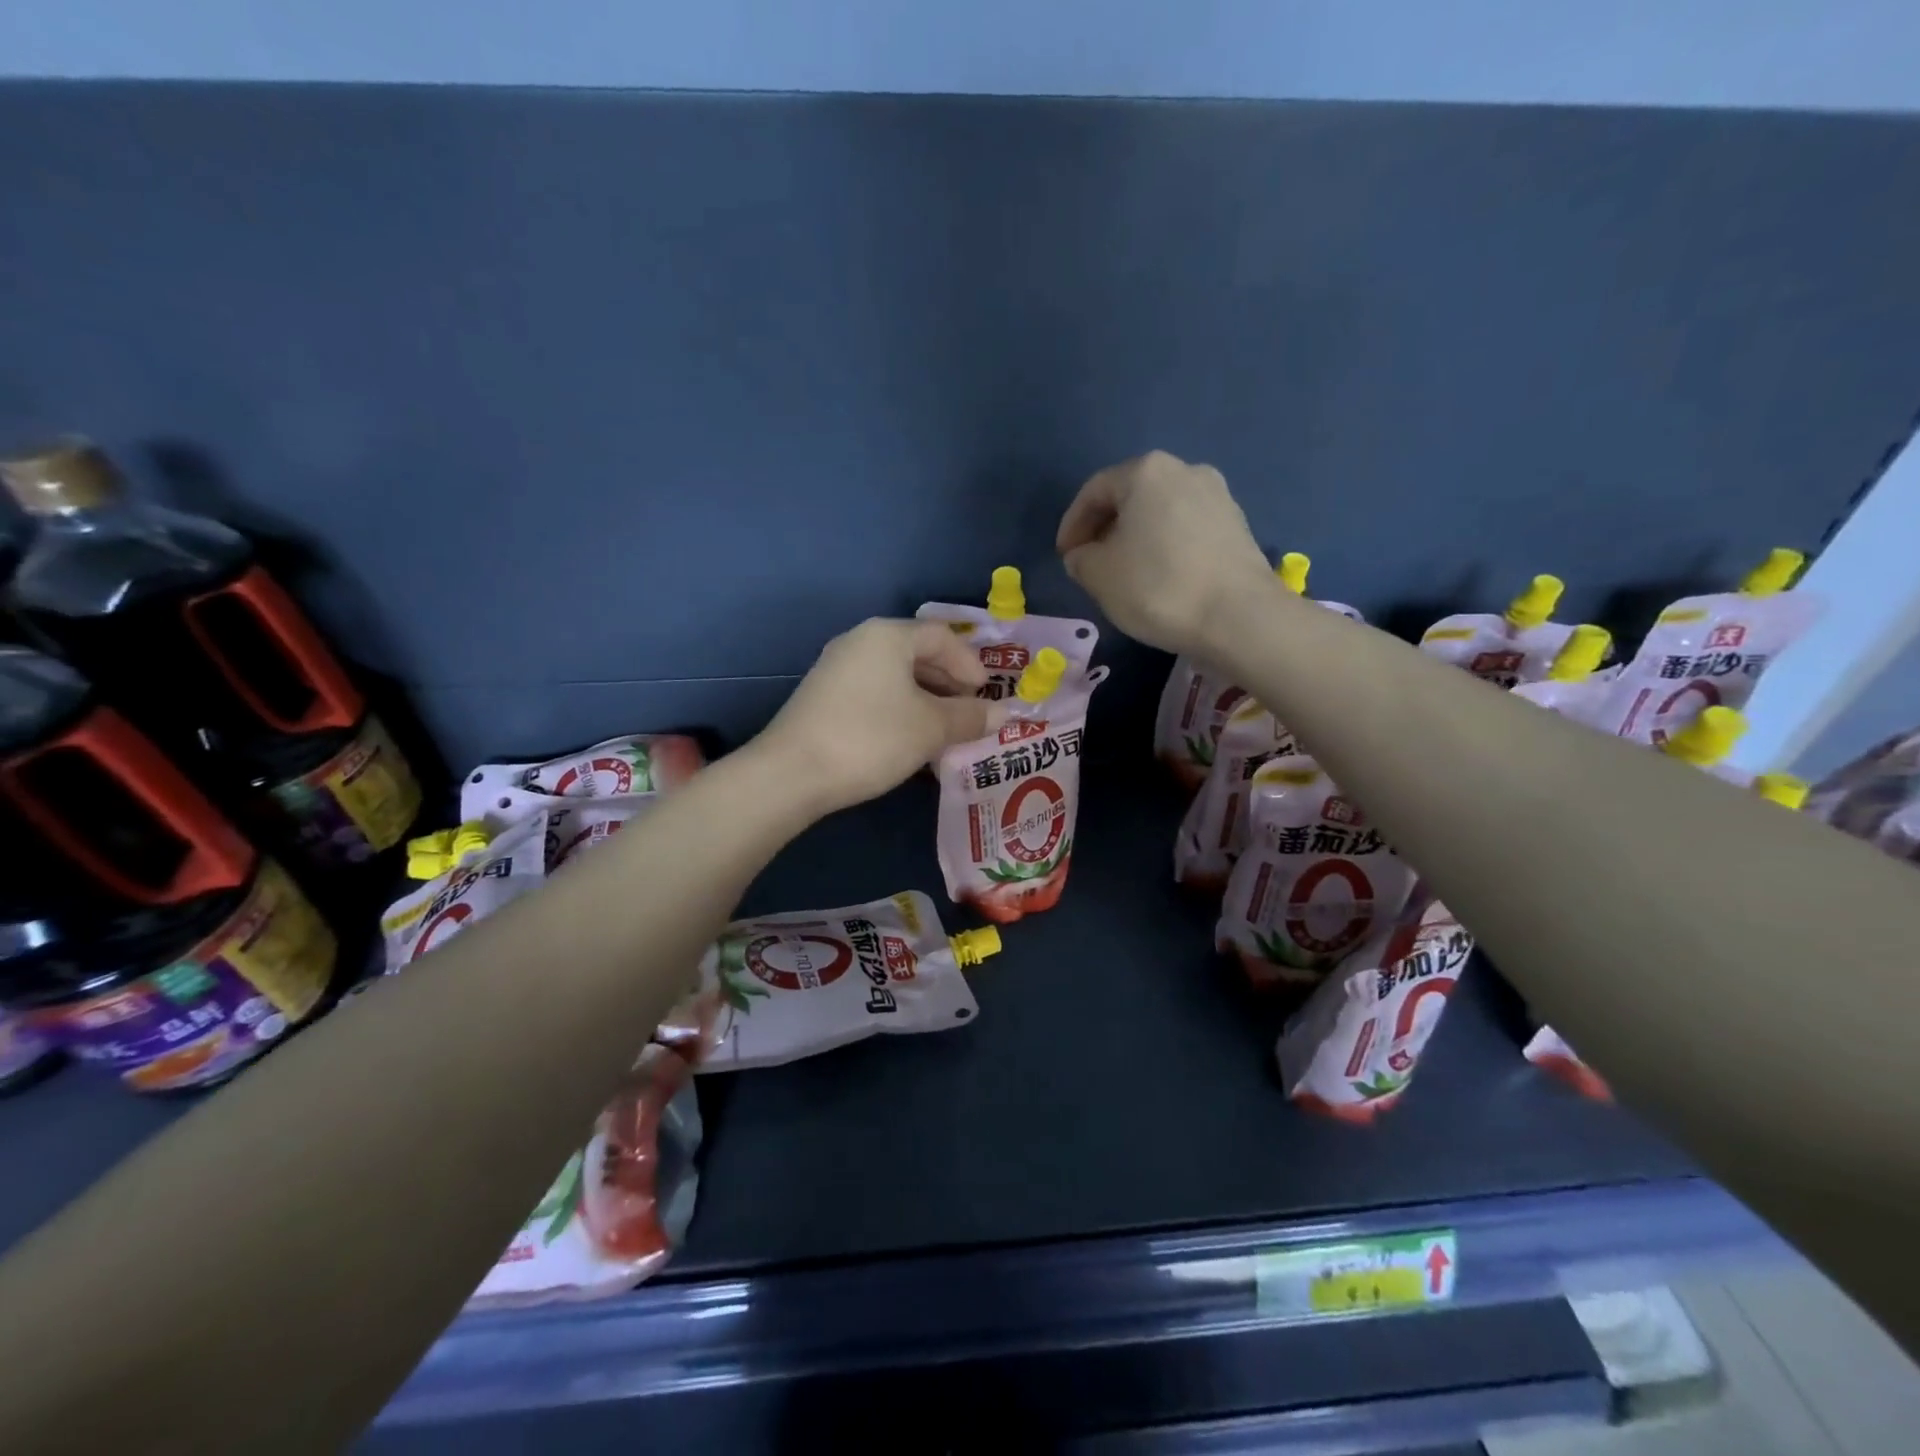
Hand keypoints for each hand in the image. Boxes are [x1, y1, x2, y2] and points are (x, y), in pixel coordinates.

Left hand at [756, 619, 1004, 815]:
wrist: (792, 773)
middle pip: (917, 653)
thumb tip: (1004, 714)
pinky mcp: (824, 697)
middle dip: (949, 683)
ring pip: (895, 676)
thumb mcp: (930, 728)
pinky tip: (910, 739)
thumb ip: (969, 717)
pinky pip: (875, 693)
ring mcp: (837, 669)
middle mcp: (860, 642)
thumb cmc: (871, 738)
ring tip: (945, 731)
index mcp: (887, 636)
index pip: (941, 636)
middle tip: (970, 713)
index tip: (986, 695)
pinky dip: (900, 709)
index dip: (970, 663)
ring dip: (926, 700)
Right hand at [1056, 451, 1274, 656]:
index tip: (1064, 557)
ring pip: (1160, 512)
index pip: (1094, 492)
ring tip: (1125, 572)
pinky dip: (1166, 547)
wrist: (1239, 617)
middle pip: (1131, 496)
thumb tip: (1085, 555)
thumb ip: (1080, 559)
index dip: (1072, 525)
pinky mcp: (1238, 525)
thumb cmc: (1158, 587)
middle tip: (1091, 563)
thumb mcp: (1099, 575)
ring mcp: (1218, 496)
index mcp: (1146, 471)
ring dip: (1137, 538)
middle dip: (1106, 528)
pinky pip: (1187, 529)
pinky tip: (1161, 577)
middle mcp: (1185, 470)